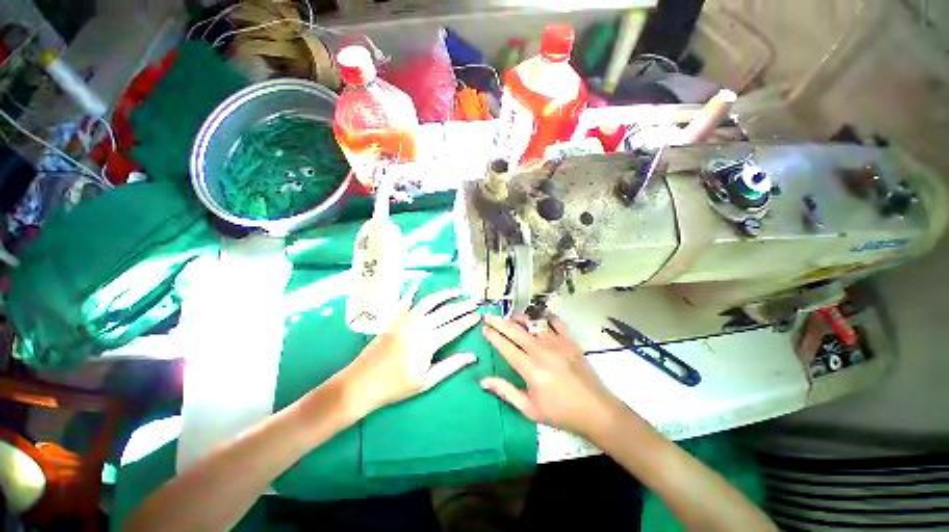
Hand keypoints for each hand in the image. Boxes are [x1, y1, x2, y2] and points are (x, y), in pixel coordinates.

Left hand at [341, 287, 481, 415]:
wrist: (362, 383)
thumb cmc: (396, 385)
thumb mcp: (427, 380)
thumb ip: (451, 366)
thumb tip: (472, 357)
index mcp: (428, 342)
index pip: (454, 327)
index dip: (468, 320)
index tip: (478, 315)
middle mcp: (419, 326)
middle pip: (446, 312)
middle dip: (462, 305)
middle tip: (475, 300)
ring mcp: (405, 319)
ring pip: (429, 301)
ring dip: (445, 294)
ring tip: (457, 290)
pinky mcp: (395, 318)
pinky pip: (405, 300)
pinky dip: (412, 290)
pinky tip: (419, 283)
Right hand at [481, 315, 624, 438]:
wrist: (596, 410)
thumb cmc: (561, 412)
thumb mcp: (530, 409)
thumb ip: (506, 391)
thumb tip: (483, 381)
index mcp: (531, 369)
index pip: (506, 347)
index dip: (493, 336)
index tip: (484, 329)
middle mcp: (542, 351)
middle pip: (516, 331)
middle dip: (499, 322)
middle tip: (489, 317)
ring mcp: (557, 343)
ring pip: (533, 323)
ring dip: (519, 319)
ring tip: (510, 319)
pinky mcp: (570, 340)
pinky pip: (555, 322)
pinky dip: (544, 317)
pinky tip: (538, 318)